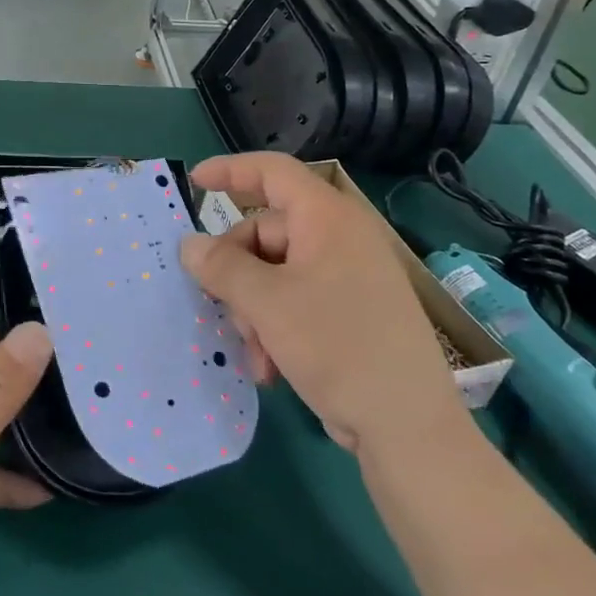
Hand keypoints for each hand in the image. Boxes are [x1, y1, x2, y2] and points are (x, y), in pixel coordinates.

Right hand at [180, 152, 461, 452]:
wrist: (406, 425)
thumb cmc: (336, 345)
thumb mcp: (267, 304)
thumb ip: (222, 268)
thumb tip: (189, 245)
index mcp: (327, 219)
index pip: (274, 172)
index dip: (231, 170)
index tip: (195, 183)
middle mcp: (339, 239)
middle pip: (265, 232)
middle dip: (237, 273)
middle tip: (222, 307)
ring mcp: (346, 277)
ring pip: (274, 274)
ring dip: (253, 310)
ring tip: (255, 352)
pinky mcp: (348, 312)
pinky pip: (294, 301)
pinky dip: (273, 327)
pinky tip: (270, 366)